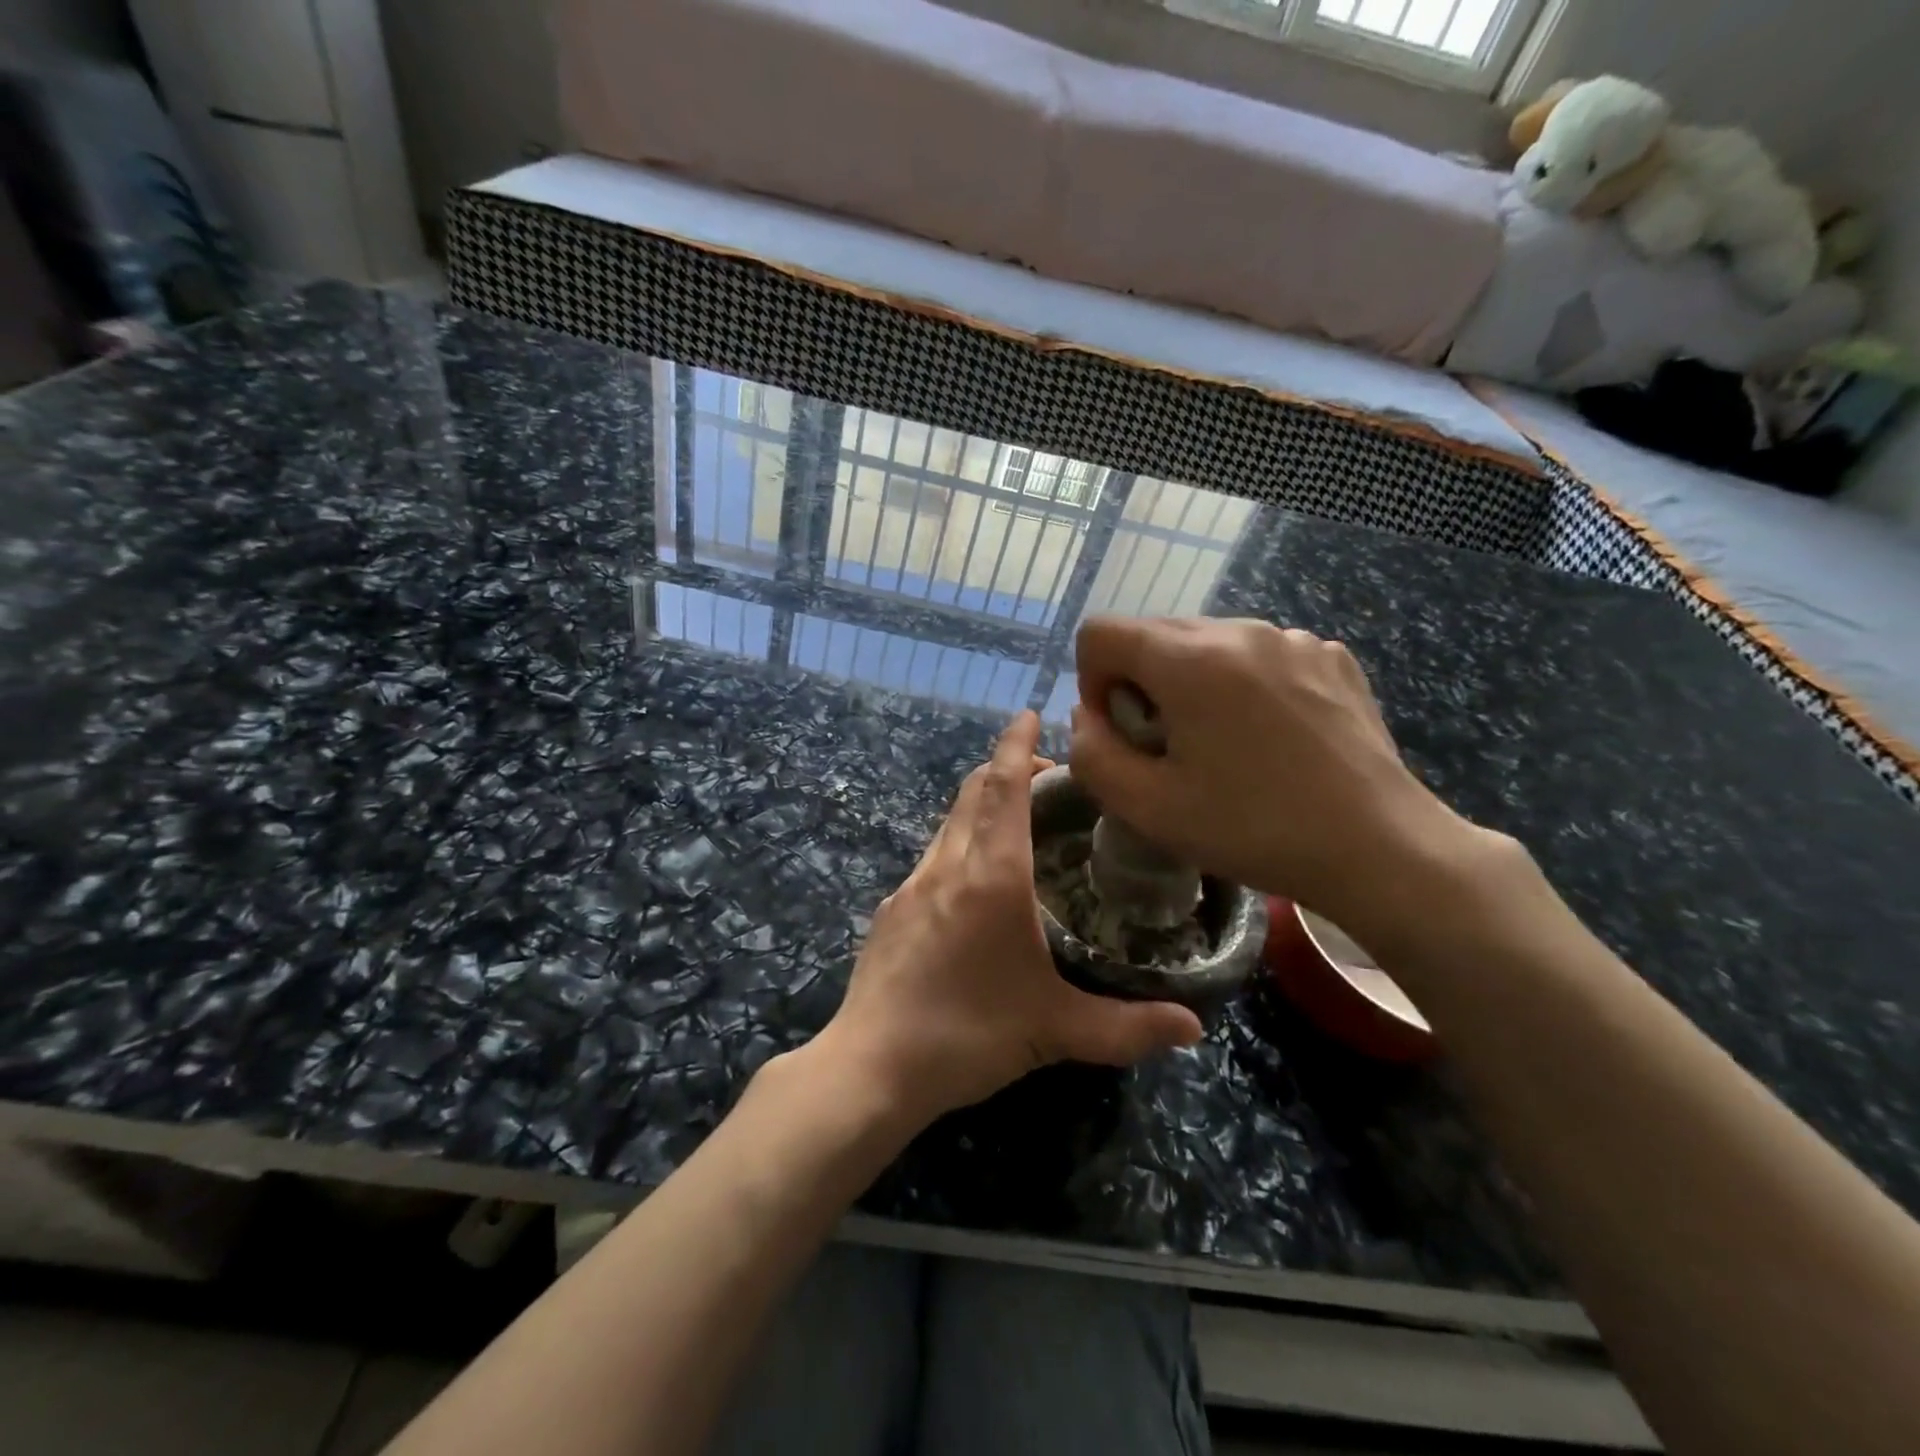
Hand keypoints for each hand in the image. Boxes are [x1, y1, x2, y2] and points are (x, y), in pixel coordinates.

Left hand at [819, 711, 1202, 1126]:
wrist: (870, 1067)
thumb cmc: (967, 1036)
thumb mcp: (1056, 1031)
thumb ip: (1128, 1027)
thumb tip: (1194, 1027)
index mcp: (991, 876)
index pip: (1004, 787)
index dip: (1017, 745)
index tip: (1030, 714)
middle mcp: (947, 865)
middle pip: (973, 791)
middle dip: (1006, 769)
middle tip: (1047, 779)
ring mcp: (911, 885)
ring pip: (949, 822)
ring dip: (982, 807)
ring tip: (1019, 827)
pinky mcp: (890, 909)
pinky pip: (932, 857)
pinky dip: (959, 845)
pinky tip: (975, 887)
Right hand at [1071, 617, 1482, 940]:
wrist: (1379, 848)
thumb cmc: (1254, 829)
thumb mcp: (1148, 808)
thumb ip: (1091, 755)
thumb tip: (1088, 718)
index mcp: (1190, 660)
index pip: (1100, 633)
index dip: (1092, 683)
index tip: (1123, 733)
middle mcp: (1240, 629)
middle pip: (1153, 635)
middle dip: (1141, 685)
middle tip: (1170, 748)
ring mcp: (1292, 638)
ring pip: (1206, 644)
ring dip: (1192, 685)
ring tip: (1225, 745)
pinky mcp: (1330, 655)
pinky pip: (1259, 654)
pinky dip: (1243, 685)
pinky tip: (1272, 737)